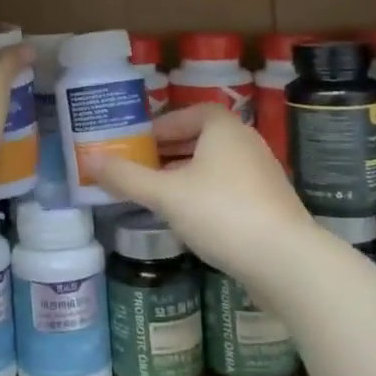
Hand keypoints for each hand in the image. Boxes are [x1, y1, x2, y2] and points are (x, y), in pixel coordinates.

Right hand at [97, 106, 312, 286]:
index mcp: (223, 128)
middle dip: (169, 152)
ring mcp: (263, 174)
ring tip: (158, 194)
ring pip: (215, 166)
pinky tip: (190, 219)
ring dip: (187, 175)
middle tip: (140, 168)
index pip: (189, 113)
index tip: (138, 143)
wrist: (286, 261)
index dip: (161, 125)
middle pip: (201, 139)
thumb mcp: (165, 195)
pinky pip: (230, 189)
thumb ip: (126, 177)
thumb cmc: (221, 213)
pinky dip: (206, 195)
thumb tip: (89, 161)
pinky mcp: (271, 205)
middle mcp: (246, 143)